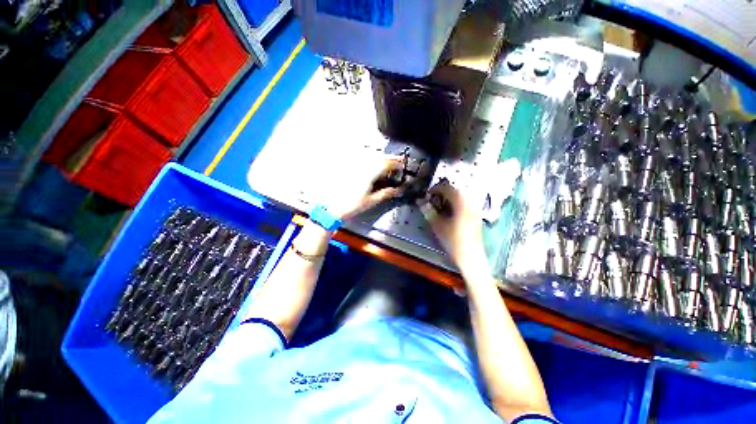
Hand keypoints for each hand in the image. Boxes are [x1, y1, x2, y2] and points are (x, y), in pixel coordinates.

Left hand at [320, 153, 405, 219]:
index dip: (397, 163)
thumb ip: (386, 193)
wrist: (331, 207)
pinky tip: (371, 167)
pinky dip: (370, 161)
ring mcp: (354, 165)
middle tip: (396, 165)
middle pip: (379, 157)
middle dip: (390, 159)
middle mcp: (362, 165)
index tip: (403, 165)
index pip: (386, 163)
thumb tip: (398, 190)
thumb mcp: (371, 201)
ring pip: (370, 156)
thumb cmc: (352, 205)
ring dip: (380, 159)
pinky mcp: (347, 167)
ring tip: (385, 166)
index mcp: (369, 173)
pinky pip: (362, 159)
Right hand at [418, 180, 486, 272]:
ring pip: (461, 198)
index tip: (427, 195)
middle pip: (456, 191)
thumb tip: (420, 202)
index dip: (436, 189)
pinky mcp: (476, 217)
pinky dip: (456, 204)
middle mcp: (470, 203)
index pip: (448, 188)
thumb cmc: (453, 241)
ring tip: (439, 206)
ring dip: (450, 198)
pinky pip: (465, 205)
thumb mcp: (437, 226)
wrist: (471, 258)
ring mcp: (475, 211)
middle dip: (443, 193)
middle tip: (432, 199)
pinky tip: (449, 213)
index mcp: (461, 203)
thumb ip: (429, 212)